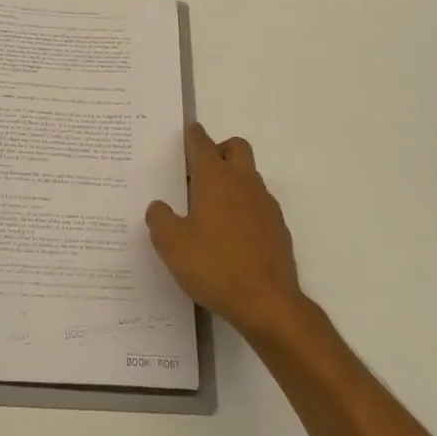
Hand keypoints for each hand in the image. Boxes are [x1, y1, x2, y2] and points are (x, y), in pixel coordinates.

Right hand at [146, 125, 308, 340]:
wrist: (267, 302)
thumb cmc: (214, 267)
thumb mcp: (171, 244)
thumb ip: (159, 219)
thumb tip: (159, 207)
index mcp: (215, 179)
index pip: (202, 143)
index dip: (192, 136)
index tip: (186, 133)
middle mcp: (243, 183)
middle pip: (235, 148)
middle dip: (218, 150)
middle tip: (198, 171)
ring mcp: (265, 204)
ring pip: (249, 175)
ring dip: (232, 179)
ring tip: (210, 208)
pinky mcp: (278, 227)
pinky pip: (259, 204)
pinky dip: (244, 207)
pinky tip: (230, 235)